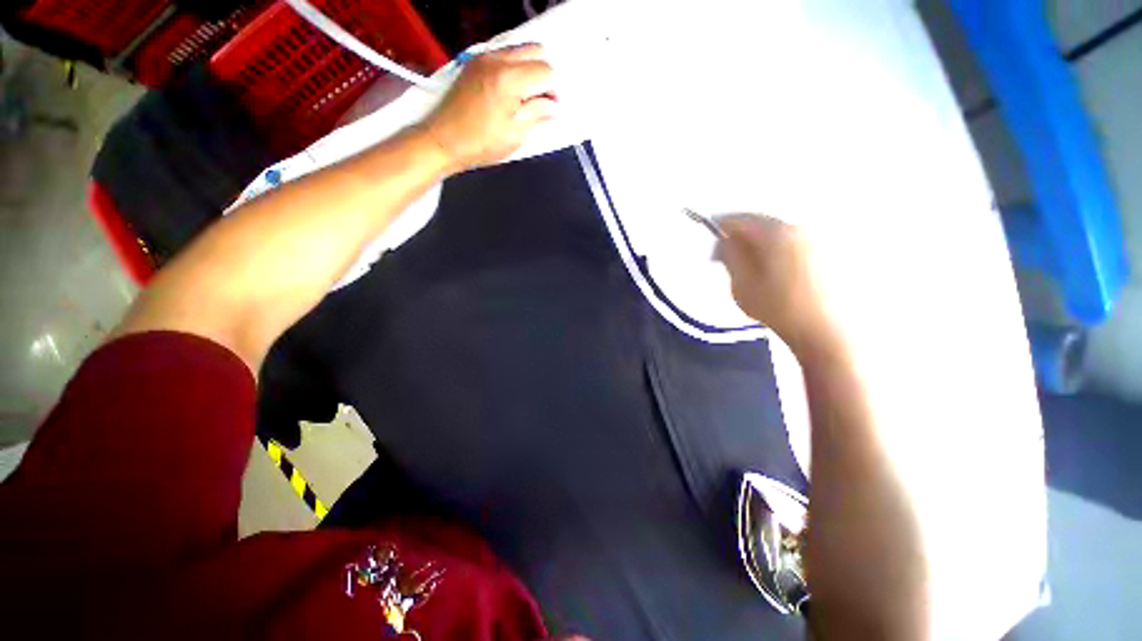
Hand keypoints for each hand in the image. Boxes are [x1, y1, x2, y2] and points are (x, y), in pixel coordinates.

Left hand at [420, 43, 555, 171]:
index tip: (551, 108)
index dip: (554, 90)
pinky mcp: (474, 63)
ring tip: (525, 96)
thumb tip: (552, 106)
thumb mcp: (515, 135)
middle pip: (535, 50)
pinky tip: (510, 90)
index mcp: (510, 79)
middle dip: (544, 73)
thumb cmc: (480, 144)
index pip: (546, 71)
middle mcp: (497, 60)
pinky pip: (503, 54)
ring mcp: (483, 58)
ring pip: (519, 49)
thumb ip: (537, 114)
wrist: (443, 140)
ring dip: (529, 68)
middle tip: (542, 99)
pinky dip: (513, 67)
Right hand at [716, 214, 837, 352]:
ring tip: (753, 269)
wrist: (825, 331)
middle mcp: (801, 227)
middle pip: (761, 223)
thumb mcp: (742, 284)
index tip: (714, 249)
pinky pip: (793, 242)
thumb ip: (730, 256)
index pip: (740, 219)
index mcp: (777, 233)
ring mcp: (819, 238)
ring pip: (778, 232)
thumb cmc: (778, 309)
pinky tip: (775, 271)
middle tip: (730, 260)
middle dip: (741, 238)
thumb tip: (725, 240)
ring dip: (759, 244)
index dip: (721, 230)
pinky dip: (777, 250)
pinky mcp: (829, 251)